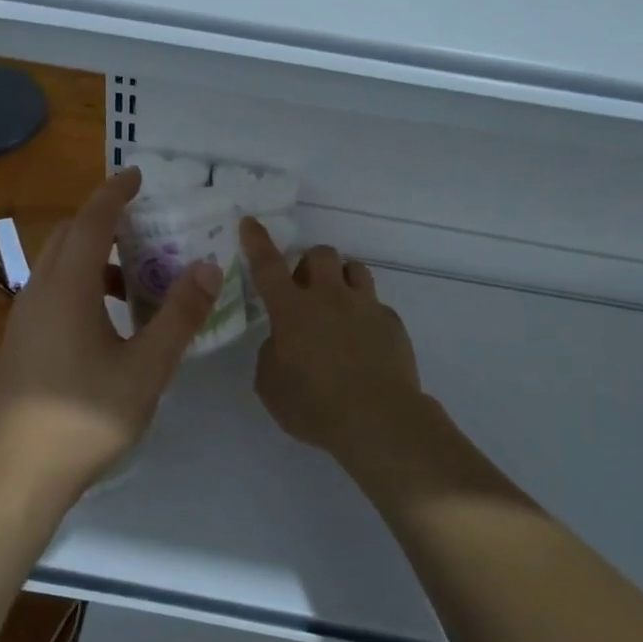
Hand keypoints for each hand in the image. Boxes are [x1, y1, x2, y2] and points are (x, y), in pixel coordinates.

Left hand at [0, 168, 221, 501]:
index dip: (116, 193)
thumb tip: (208, 266)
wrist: (18, 473)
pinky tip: (106, 320)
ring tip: (135, 278)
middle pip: (69, 235)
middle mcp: (38, 291)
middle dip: (104, 221)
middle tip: (144, 226)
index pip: (93, 221)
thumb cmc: (87, 417)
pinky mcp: (18, 341)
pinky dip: (80, 283)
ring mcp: (23, 316)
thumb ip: (179, 314)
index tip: (138, 175)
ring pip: (57, 264)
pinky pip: (50, 290)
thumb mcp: (147, 367)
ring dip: (93, 256)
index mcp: (68, 287)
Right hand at [241, 220, 427, 461]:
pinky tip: (363, 342)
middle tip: (304, 290)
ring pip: (354, 268)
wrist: (379, 420)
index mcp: (292, 310)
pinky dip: (365, 314)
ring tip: (337, 304)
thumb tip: (283, 341)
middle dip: (309, 264)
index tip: (250, 221)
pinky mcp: (392, 322)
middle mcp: (329, 297)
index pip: (268, 265)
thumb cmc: (314, 405)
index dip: (256, 241)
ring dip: (340, 278)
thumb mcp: (271, 385)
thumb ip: (271, 353)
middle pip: (320, 253)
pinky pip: (375, 304)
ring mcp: (365, 306)